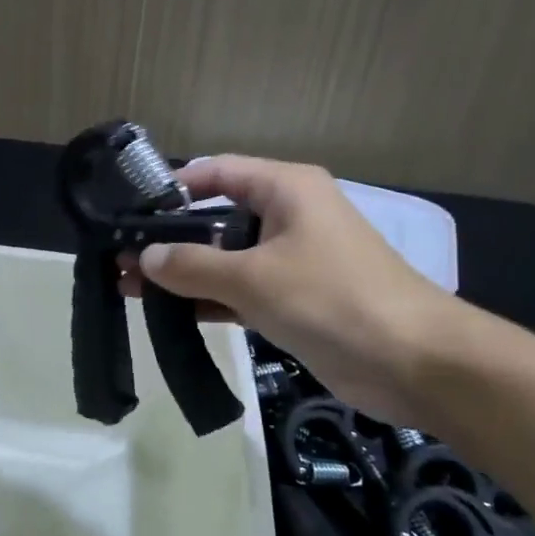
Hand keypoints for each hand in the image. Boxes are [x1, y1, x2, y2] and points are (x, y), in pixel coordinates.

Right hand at [120, 156, 458, 424]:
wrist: (414, 363)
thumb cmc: (333, 300)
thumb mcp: (254, 278)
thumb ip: (192, 265)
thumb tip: (142, 258)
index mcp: (286, 189)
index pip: (217, 172)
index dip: (172, 187)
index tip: (129, 209)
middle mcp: (287, 216)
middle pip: (216, 216)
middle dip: (169, 238)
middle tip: (119, 256)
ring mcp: (291, 260)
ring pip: (224, 258)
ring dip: (182, 272)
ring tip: (128, 286)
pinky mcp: (293, 299)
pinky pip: (239, 290)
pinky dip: (207, 298)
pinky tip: (167, 311)